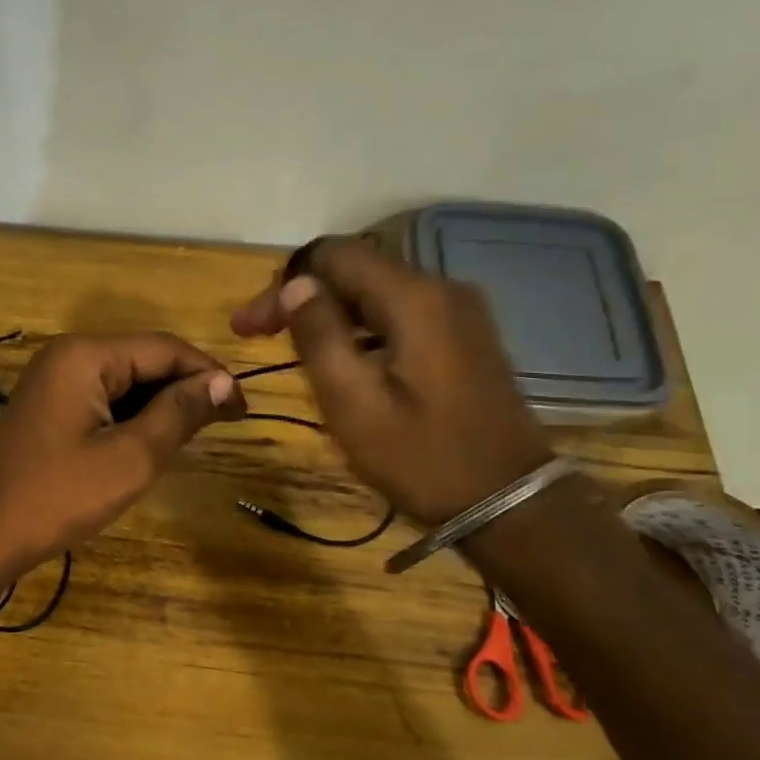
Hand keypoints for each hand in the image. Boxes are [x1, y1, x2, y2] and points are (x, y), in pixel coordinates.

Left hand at [0, 333, 244, 579]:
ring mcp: (54, 381)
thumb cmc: (60, 496)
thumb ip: (179, 412)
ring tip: (196, 436)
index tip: (244, 409)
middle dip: (185, 389)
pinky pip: (103, 400)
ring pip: (125, 381)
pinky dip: (133, 417)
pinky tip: (153, 442)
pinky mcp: (49, 407)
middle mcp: (68, 356)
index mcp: (86, 356)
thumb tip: (221, 382)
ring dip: (161, 405)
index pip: (165, 349)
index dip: (209, 374)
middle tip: (225, 425)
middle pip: (144, 360)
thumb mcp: (132, 456)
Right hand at [232, 237, 551, 524]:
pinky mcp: (465, 336)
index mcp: (414, 299)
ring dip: (329, 311)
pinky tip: (342, 359)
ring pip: (376, 291)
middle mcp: (441, 289)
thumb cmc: (422, 458)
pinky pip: (400, 313)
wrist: (510, 503)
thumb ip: (319, 336)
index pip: (333, 255)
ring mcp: (459, 312)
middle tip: (259, 335)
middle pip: (356, 269)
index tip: (249, 326)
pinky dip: (361, 326)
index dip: (283, 283)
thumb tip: (296, 285)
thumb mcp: (354, 403)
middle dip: (302, 295)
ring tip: (292, 348)